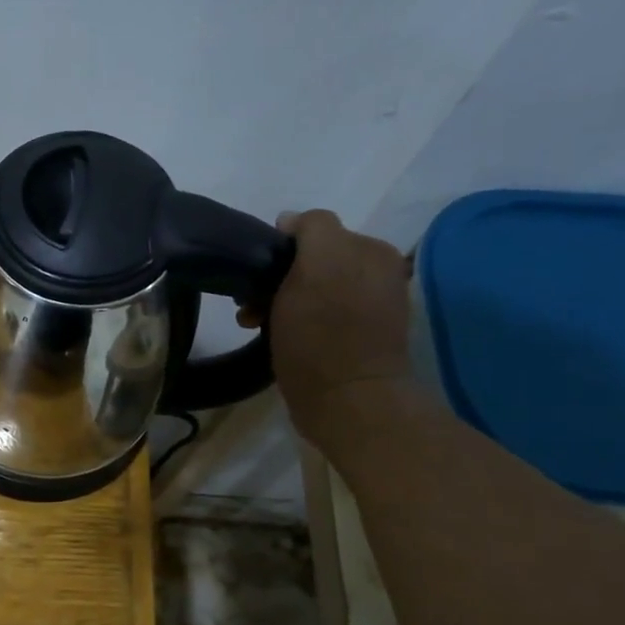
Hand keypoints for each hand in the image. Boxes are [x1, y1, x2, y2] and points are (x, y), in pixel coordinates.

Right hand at [253, 210, 413, 440]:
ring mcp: (364, 310)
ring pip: (307, 290)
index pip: (315, 231)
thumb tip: (291, 221)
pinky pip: (313, 317)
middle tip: (250, 304)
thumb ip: (312, 229)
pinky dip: (291, 322)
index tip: (257, 275)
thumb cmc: (325, 334)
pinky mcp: (350, 341)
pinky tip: (274, 337)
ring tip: (255, 323)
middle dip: (276, 278)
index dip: (281, 248)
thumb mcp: (319, 264)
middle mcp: (375, 275)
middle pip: (310, 262)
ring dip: (277, 302)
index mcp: (373, 252)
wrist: (345, 403)